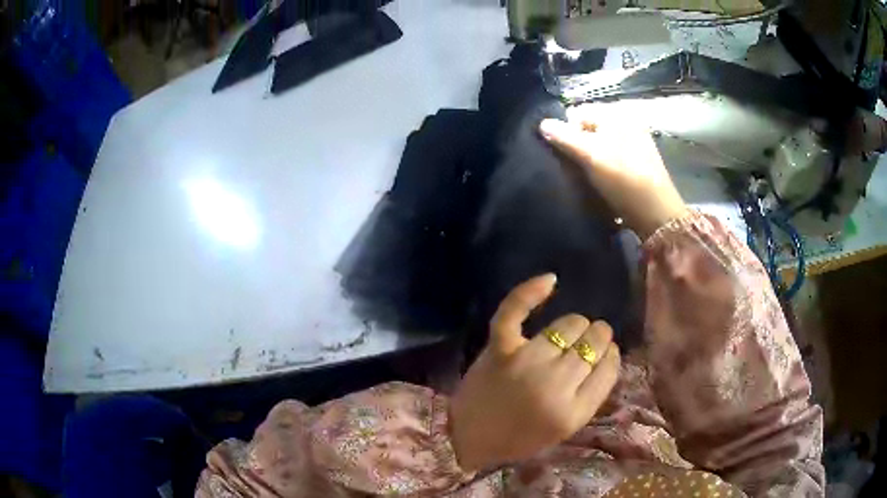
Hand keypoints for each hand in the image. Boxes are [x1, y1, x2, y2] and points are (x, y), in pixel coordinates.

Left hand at [449, 274, 620, 471]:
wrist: (467, 437)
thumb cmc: (519, 438)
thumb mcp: (564, 429)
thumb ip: (589, 396)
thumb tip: (606, 354)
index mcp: (573, 412)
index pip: (609, 369)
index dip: (610, 355)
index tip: (605, 353)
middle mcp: (554, 385)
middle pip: (593, 343)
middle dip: (597, 337)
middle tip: (589, 341)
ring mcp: (526, 362)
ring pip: (568, 325)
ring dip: (575, 325)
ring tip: (571, 331)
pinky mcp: (500, 347)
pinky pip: (517, 310)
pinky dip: (532, 291)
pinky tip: (551, 280)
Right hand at [539, 107, 686, 238]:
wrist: (656, 213)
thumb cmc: (623, 179)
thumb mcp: (591, 155)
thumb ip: (564, 137)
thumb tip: (542, 123)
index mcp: (616, 114)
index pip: (577, 113)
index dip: (565, 132)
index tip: (565, 155)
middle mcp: (626, 122)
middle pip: (588, 129)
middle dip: (577, 146)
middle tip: (575, 169)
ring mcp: (634, 142)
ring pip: (599, 144)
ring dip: (589, 159)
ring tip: (587, 178)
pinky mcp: (638, 161)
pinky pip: (610, 157)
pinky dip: (602, 166)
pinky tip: (602, 182)